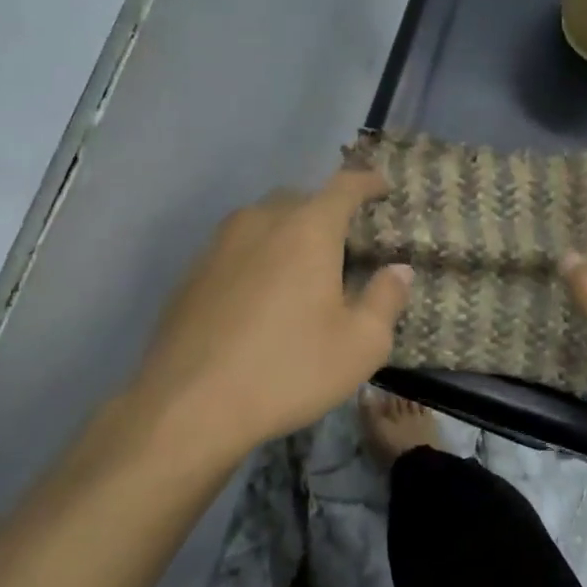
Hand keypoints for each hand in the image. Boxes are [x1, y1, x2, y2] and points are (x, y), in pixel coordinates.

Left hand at [129, 168, 411, 461]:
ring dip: (288, 232)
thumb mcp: (360, 345)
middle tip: (345, 243)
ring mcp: (218, 244)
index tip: (382, 187)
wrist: (188, 405)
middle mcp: (260, 222)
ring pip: (263, 221)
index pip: (344, 186)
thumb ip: (386, 299)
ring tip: (302, 269)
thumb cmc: (288, 370)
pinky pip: (236, 248)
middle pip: (300, 199)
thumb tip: (397, 270)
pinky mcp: (192, 272)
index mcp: (307, 229)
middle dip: (326, 211)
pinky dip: (257, 257)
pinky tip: (260, 297)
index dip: (367, 181)